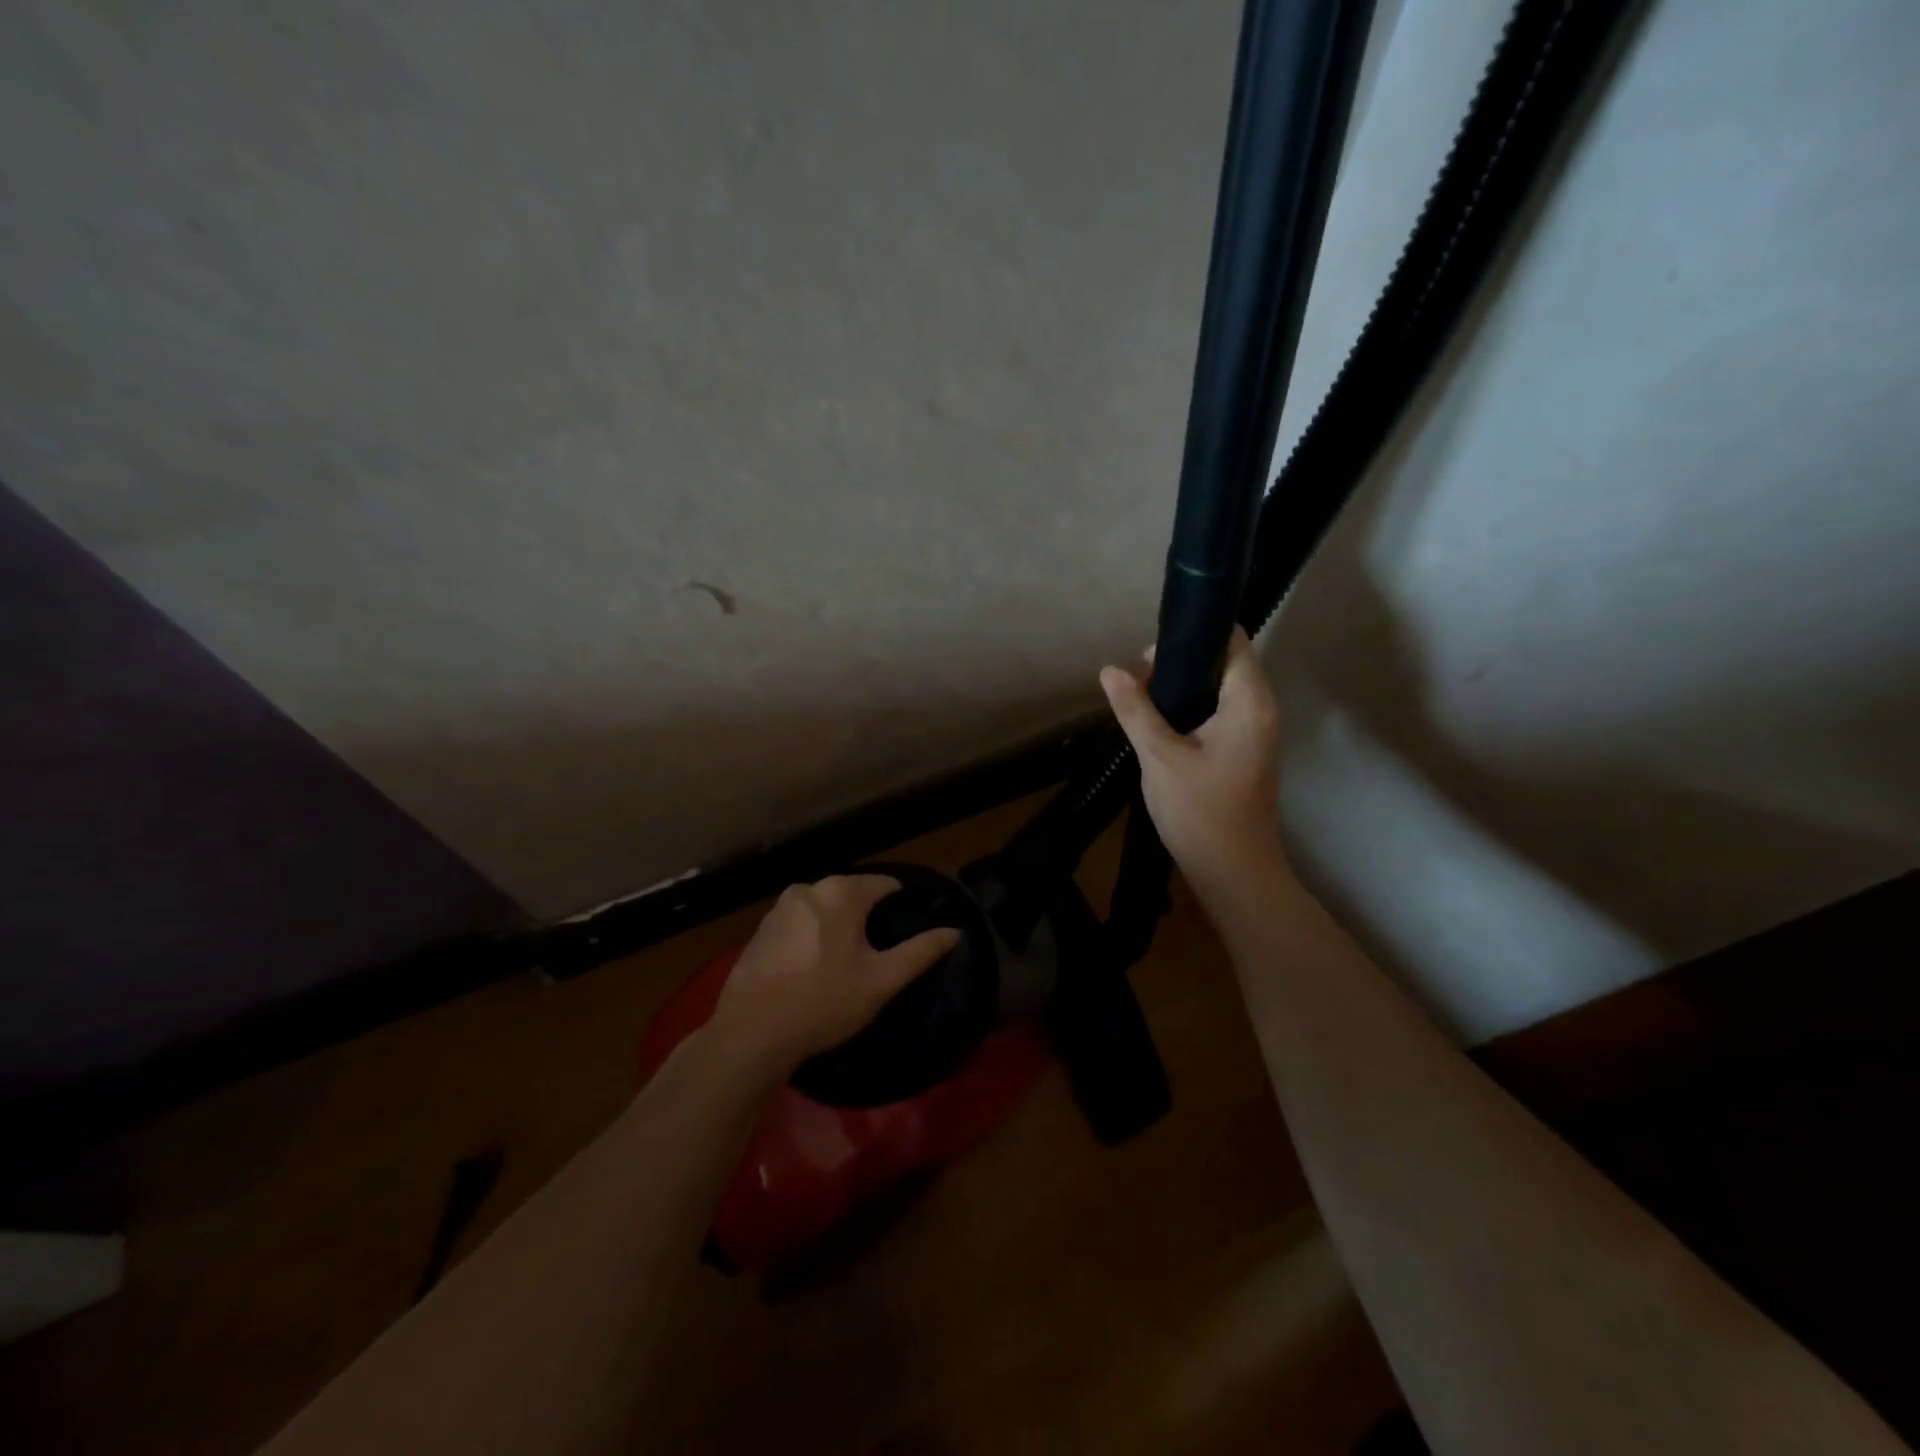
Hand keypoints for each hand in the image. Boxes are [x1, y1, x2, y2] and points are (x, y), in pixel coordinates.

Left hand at [710, 875, 960, 1073]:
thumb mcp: (882, 980)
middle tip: (881, 955)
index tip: (910, 932)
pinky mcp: (761, 931)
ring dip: (839, 929)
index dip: (903, 907)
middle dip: (869, 919)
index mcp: (841, 892)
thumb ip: (921, 952)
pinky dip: (813, 939)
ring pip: (824, 911)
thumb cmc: (824, 1001)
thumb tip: (954, 931)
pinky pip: (800, 926)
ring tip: (849, 965)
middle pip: (853, 895)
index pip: (886, 885)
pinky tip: (815, 970)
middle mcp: (808, 888)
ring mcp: (779, 908)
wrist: (751, 1033)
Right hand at [1099, 627, 1286, 892]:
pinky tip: (1158, 724)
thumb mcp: (1159, 755)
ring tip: (1141, 700)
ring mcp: (1255, 732)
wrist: (1232, 872)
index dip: (1193, 637)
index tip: (1150, 654)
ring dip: (1182, 688)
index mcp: (1250, 702)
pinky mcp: (1243, 751)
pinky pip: (1218, 713)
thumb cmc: (1199, 811)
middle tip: (1137, 681)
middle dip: (1179, 663)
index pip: (1233, 641)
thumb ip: (1135, 709)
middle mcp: (1260, 709)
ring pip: (1219, 689)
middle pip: (1224, 662)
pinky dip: (1190, 709)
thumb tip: (1110, 670)